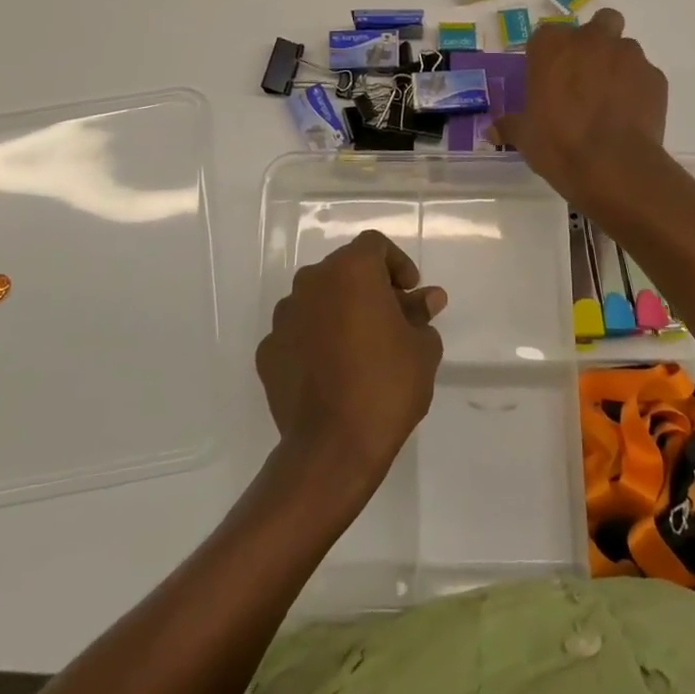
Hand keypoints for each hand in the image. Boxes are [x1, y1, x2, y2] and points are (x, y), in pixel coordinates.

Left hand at [256, 231, 446, 493]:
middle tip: (391, 320)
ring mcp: (284, 317)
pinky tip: (332, 372)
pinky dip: (315, 341)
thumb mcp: (422, 347)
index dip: (396, 264)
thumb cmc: (386, 386)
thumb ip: (420, 314)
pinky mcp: (268, 351)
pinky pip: (298, 333)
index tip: (410, 293)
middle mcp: (311, 282)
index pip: (374, 245)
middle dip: (369, 287)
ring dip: (339, 312)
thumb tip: (426, 299)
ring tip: (360, 348)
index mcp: (351, 271)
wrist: (331, 448)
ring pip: (317, 299)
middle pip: (344, 270)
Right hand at [494, 8, 669, 211]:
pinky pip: (644, 76)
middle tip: (586, 75)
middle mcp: (592, 40)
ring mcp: (628, 55)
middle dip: (595, 42)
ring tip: (611, 101)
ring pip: (625, 48)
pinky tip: (629, 116)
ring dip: (618, 66)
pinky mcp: (655, 77)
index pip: (547, 35)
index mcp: (552, 46)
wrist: (613, 166)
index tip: (548, 77)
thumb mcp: (525, 136)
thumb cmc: (558, 144)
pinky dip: (638, 89)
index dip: (549, 55)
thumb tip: (492, 130)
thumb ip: (511, 125)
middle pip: (598, 23)